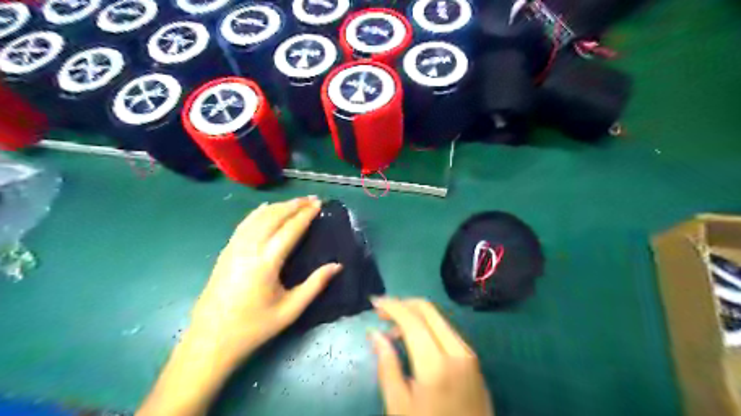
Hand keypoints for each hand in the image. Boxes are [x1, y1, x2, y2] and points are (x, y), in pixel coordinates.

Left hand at [190, 195, 340, 364]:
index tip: (319, 204)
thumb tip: (338, 265)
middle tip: (312, 199)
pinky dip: (258, 213)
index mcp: (267, 262)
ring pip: (258, 217)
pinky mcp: (226, 252)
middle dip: (294, 205)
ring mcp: (234, 248)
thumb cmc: (254, 327)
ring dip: (278, 206)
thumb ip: (315, 285)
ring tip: (295, 202)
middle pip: (274, 217)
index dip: (306, 215)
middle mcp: (249, 248)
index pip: (291, 229)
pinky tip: (265, 209)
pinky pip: (244, 224)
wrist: (210, 340)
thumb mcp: (290, 310)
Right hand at [369, 297, 490, 415]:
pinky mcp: (474, 361)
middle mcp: (457, 351)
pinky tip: (416, 341)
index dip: (391, 306)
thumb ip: (387, 365)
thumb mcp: (399, 406)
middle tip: (382, 313)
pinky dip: (429, 326)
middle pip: (429, 310)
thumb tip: (375, 333)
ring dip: (416, 315)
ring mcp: (469, 355)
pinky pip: (448, 331)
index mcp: (436, 364)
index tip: (374, 302)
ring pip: (440, 318)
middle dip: (403, 304)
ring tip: (394, 331)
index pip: (412, 319)